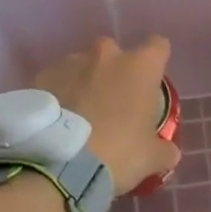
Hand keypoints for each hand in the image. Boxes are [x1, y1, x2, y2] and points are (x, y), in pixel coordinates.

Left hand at [34, 37, 179, 197]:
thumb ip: (163, 150)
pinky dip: (59, 94)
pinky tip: (55, 122)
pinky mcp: (41, 76)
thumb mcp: (150, 158)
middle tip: (112, 105)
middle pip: (116, 53)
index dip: (156, 62)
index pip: (158, 46)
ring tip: (78, 116)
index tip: (151, 84)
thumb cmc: (116, 154)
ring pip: (83, 65)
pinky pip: (56, 80)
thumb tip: (169, 152)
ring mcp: (70, 62)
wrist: (56, 165)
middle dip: (115, 73)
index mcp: (139, 67)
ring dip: (85, 82)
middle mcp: (106, 55)